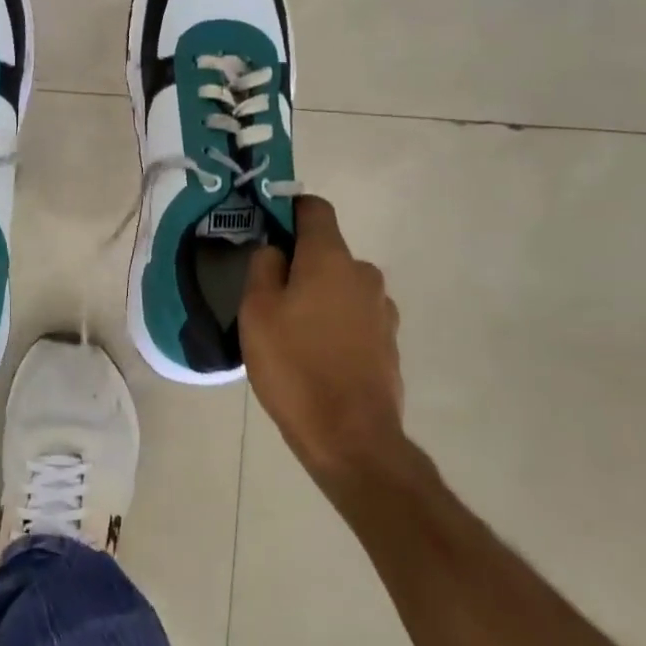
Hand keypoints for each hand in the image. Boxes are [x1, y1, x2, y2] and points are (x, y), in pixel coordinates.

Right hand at [241, 195, 405, 482]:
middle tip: (268, 295)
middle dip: (298, 263)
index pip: (314, 209)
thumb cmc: (294, 365)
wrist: (351, 437)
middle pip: (325, 252)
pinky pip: (353, 317)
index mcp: (330, 259)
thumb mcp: (256, 311)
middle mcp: (364, 275)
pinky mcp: (389, 343)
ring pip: (339, 287)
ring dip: (317, 296)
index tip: (266, 225)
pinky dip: (334, 324)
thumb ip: (263, 267)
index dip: (288, 208)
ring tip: (290, 333)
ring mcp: (382, 310)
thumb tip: (275, 250)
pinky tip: (314, 356)